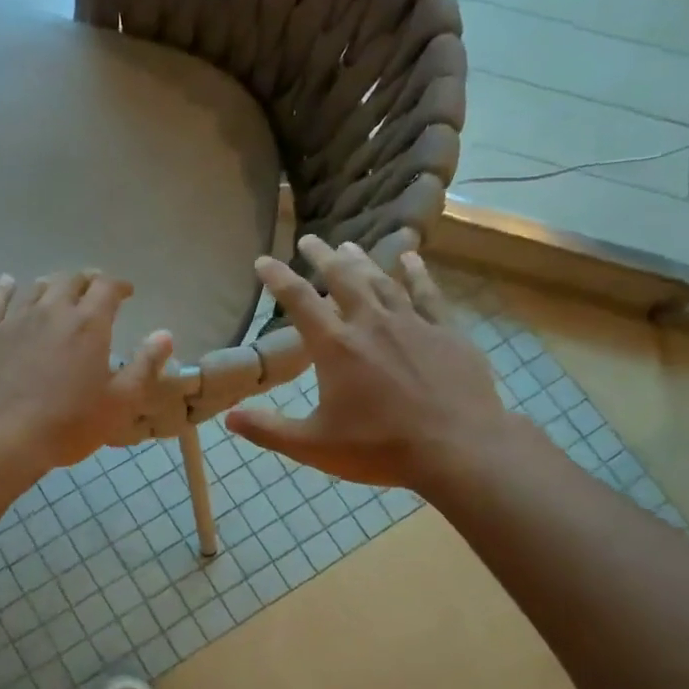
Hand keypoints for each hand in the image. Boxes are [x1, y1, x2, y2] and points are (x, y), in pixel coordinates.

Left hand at [0, 271, 173, 474]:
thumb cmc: (66, 425)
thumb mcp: (119, 403)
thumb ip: (144, 366)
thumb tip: (164, 334)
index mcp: (88, 325)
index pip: (107, 288)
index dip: (119, 286)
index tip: (126, 292)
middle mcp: (52, 311)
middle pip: (70, 281)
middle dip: (86, 280)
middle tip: (93, 288)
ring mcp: (14, 319)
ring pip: (35, 288)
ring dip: (51, 284)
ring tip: (57, 288)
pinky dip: (4, 288)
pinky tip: (7, 283)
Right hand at [224, 237, 519, 491]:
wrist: (458, 449)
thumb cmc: (380, 449)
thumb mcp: (314, 446)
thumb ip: (269, 429)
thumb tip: (229, 417)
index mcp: (336, 347)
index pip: (298, 301)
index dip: (277, 278)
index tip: (263, 260)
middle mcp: (371, 323)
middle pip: (342, 278)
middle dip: (322, 256)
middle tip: (309, 240)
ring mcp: (412, 323)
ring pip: (382, 280)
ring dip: (362, 260)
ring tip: (348, 245)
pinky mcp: (447, 331)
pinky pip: (428, 292)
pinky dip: (416, 273)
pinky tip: (411, 258)